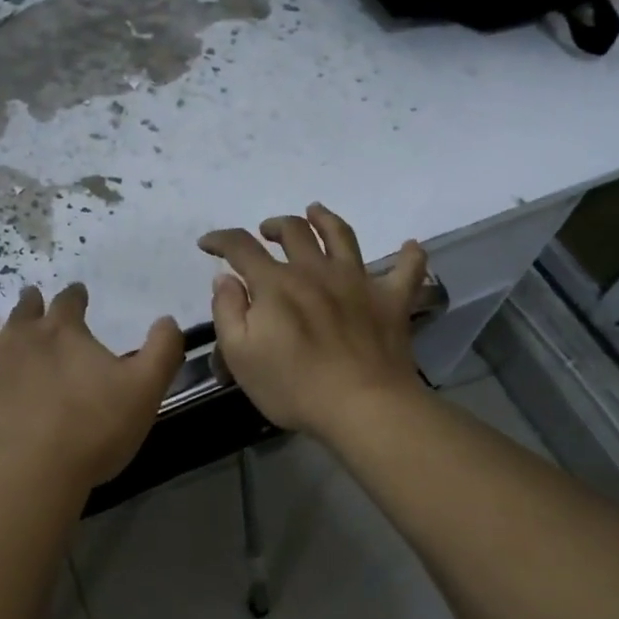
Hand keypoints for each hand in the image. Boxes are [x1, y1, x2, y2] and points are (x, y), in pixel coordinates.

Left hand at [0, 284, 184, 493]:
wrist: (28, 472)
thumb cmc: (91, 430)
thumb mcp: (144, 389)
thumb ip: (161, 350)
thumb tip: (167, 319)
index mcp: (64, 333)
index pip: (70, 302)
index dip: (75, 295)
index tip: (78, 291)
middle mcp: (21, 338)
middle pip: (24, 312)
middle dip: (30, 302)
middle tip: (29, 295)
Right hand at [199, 203, 429, 440]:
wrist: (363, 407)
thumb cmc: (293, 386)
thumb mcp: (240, 355)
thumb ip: (227, 311)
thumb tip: (226, 278)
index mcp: (275, 284)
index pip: (241, 247)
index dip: (220, 240)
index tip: (207, 244)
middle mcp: (315, 271)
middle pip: (294, 231)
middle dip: (275, 226)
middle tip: (266, 232)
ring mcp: (357, 282)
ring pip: (342, 236)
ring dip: (326, 219)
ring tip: (316, 211)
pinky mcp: (391, 301)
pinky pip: (408, 271)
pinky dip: (411, 256)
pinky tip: (411, 246)